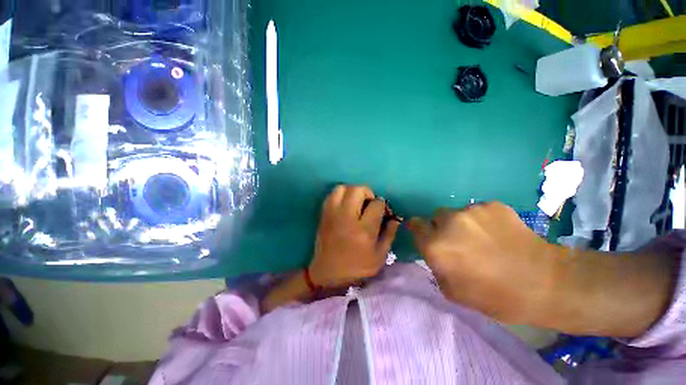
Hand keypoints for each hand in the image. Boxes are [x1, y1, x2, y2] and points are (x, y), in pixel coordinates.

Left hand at [309, 185, 399, 288]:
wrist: (328, 273)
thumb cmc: (357, 267)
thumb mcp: (380, 256)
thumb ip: (389, 234)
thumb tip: (395, 218)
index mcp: (364, 230)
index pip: (376, 204)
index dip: (382, 205)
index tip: (382, 212)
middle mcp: (347, 218)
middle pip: (358, 190)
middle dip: (368, 193)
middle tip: (369, 204)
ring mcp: (332, 214)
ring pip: (342, 188)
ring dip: (352, 191)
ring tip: (356, 202)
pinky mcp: (324, 214)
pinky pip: (332, 194)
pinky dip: (341, 195)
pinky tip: (345, 205)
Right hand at [408, 202, 555, 323]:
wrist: (545, 283)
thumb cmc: (495, 296)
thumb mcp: (453, 291)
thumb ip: (436, 266)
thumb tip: (435, 251)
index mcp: (436, 246)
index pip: (415, 225)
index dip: (420, 230)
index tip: (427, 235)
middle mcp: (449, 223)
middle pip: (435, 216)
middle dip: (442, 227)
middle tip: (458, 241)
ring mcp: (471, 211)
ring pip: (457, 213)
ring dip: (462, 224)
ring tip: (483, 239)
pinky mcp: (492, 205)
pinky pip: (477, 211)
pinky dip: (482, 220)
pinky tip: (498, 233)